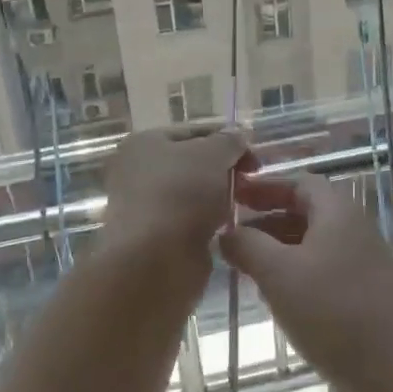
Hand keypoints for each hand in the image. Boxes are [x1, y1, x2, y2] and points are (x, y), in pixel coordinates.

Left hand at [100, 126, 251, 284]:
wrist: (155, 260)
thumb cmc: (181, 193)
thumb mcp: (212, 154)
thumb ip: (229, 141)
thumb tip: (238, 135)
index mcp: (144, 142)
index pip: (194, 131)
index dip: (227, 139)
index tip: (254, 158)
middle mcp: (138, 171)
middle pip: (192, 162)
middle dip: (224, 169)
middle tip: (250, 181)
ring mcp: (145, 205)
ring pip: (193, 193)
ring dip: (218, 197)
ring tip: (242, 204)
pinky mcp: (155, 237)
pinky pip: (190, 221)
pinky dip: (208, 222)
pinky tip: (227, 227)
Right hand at [220, 171, 392, 391]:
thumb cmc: (333, 311)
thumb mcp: (279, 273)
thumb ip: (248, 246)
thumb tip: (225, 232)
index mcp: (338, 212)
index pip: (298, 182)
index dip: (264, 186)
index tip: (231, 194)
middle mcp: (352, 231)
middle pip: (304, 213)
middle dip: (265, 219)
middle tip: (228, 233)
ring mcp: (360, 267)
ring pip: (310, 246)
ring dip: (276, 250)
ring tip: (240, 265)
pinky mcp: (360, 299)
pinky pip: (319, 274)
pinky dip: (292, 276)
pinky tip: (270, 296)